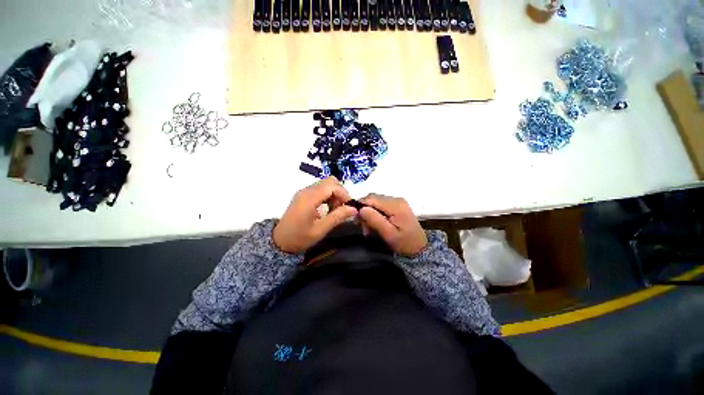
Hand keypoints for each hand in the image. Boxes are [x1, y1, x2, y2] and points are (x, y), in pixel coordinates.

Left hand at [273, 177, 357, 253]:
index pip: (332, 185)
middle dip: (340, 192)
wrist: (279, 241)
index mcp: (309, 198)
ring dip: (334, 194)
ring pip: (325, 184)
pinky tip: (328, 208)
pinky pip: (320, 190)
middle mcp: (306, 191)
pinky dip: (328, 196)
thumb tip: (354, 209)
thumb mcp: (320, 230)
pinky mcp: (304, 195)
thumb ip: (337, 217)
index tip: (349, 206)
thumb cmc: (299, 237)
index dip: (343, 193)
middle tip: (342, 207)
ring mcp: (304, 192)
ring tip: (335, 210)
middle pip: (329, 181)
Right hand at [359, 194, 427, 256]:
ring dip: (369, 213)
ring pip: (375, 202)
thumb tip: (361, 209)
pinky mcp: (396, 205)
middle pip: (372, 198)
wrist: (420, 248)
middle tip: (364, 228)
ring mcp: (397, 201)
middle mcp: (396, 199)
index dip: (361, 206)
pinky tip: (376, 224)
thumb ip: (375, 220)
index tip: (357, 220)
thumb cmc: (404, 243)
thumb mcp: (389, 235)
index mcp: (395, 205)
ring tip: (369, 229)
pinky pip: (380, 205)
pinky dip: (375, 214)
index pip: (371, 198)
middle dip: (365, 211)